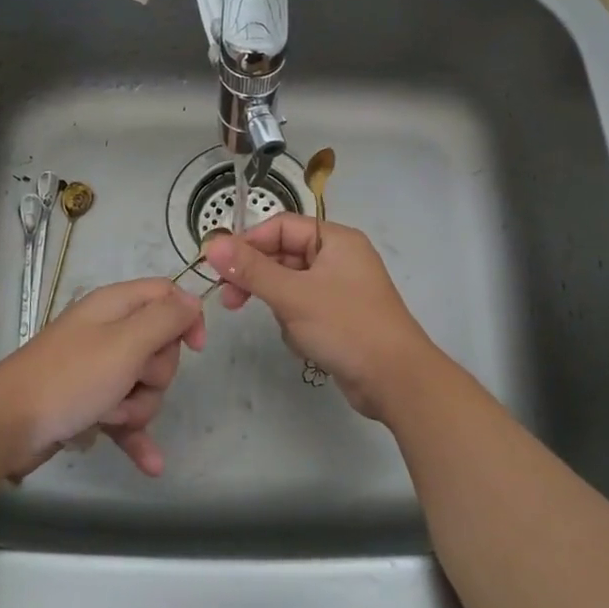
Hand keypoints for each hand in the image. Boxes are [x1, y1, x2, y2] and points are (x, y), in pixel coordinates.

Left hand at [0, 278, 205, 478]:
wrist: (5, 426)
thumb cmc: (70, 378)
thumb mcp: (126, 343)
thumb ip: (165, 319)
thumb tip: (193, 301)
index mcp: (114, 306)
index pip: (166, 295)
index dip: (186, 317)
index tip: (195, 348)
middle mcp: (107, 332)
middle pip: (159, 345)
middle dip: (155, 373)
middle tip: (131, 380)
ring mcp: (97, 369)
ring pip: (144, 385)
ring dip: (138, 407)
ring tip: (111, 416)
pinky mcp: (88, 403)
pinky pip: (125, 415)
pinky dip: (135, 434)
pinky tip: (151, 465)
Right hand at [203, 216, 440, 419]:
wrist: (396, 380)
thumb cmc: (346, 327)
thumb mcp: (293, 295)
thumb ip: (251, 269)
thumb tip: (212, 244)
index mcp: (335, 240)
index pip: (281, 227)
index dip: (249, 243)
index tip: (219, 266)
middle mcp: (339, 258)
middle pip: (284, 255)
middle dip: (259, 279)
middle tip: (230, 300)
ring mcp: (341, 289)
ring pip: (290, 286)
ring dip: (281, 307)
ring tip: (290, 329)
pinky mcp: (340, 317)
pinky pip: (303, 309)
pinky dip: (296, 324)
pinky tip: (305, 344)